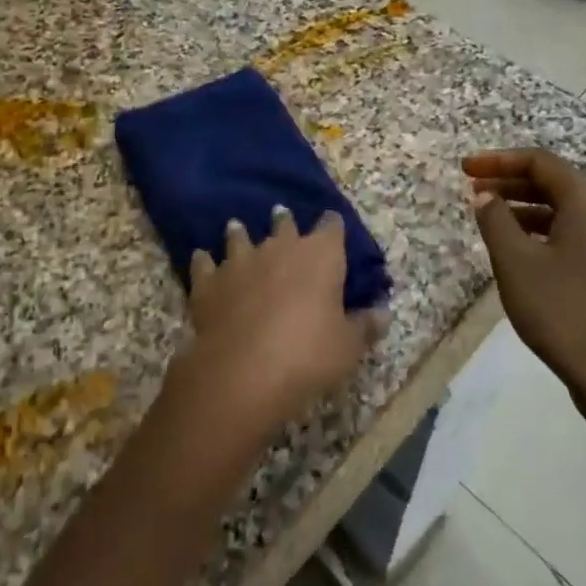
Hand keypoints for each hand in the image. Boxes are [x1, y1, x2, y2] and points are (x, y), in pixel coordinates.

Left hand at [179, 208, 379, 433]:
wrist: (243, 370)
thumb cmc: (308, 355)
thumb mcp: (348, 347)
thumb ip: (365, 326)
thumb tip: (384, 312)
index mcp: (319, 256)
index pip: (331, 228)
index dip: (332, 225)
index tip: (332, 224)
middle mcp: (279, 248)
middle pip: (283, 225)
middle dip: (285, 222)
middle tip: (281, 215)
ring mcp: (240, 261)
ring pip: (240, 237)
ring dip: (240, 233)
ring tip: (237, 227)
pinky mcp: (209, 281)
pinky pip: (205, 263)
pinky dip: (204, 261)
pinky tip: (201, 258)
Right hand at [463, 149, 585, 418]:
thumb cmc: (562, 309)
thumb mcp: (515, 261)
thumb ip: (495, 219)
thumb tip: (485, 195)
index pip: (539, 162)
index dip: (498, 160)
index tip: (465, 169)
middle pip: (555, 183)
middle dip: (510, 183)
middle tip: (473, 192)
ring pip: (565, 211)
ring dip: (525, 209)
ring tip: (491, 222)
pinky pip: (576, 235)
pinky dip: (544, 232)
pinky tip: (522, 254)